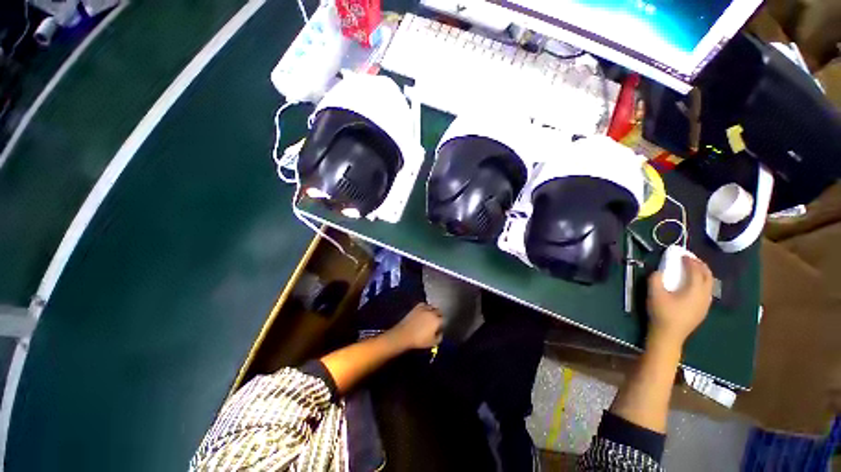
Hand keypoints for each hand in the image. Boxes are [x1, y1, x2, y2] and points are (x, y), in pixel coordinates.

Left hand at [387, 303, 443, 349]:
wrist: (404, 334)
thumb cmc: (419, 340)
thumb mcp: (433, 343)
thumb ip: (439, 337)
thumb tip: (440, 332)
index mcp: (437, 320)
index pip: (444, 319)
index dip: (443, 323)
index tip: (441, 326)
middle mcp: (432, 312)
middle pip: (439, 311)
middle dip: (439, 315)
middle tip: (437, 320)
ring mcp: (424, 308)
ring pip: (432, 306)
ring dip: (433, 310)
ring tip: (432, 314)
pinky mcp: (417, 307)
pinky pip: (424, 304)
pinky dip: (426, 306)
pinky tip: (425, 310)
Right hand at [647, 256, 713, 348]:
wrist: (669, 335)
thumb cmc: (662, 313)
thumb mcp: (654, 294)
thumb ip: (656, 279)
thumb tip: (659, 271)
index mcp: (694, 290)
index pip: (696, 271)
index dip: (690, 261)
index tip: (682, 255)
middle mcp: (704, 295)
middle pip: (708, 276)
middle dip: (701, 265)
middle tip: (691, 259)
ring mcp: (705, 304)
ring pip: (709, 284)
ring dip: (703, 274)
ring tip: (693, 269)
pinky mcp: (702, 310)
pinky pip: (707, 291)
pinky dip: (702, 283)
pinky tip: (693, 285)